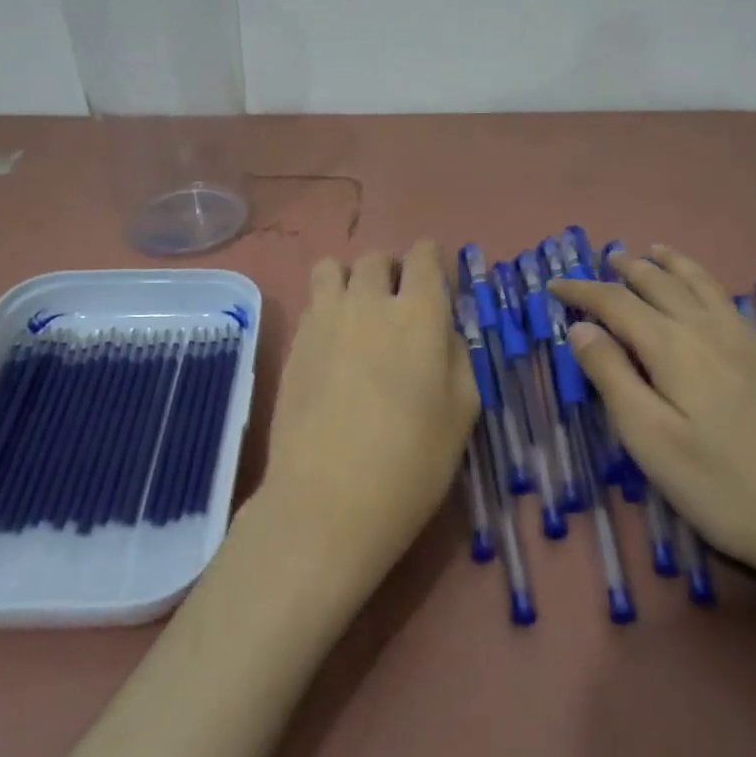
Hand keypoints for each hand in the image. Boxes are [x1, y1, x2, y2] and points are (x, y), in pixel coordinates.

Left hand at [253, 240, 477, 595]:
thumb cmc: (411, 462)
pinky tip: (332, 346)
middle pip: (377, 258)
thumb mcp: (462, 413)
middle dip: (392, 270)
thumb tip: (445, 331)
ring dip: (351, 280)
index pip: (425, 256)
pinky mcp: (294, 341)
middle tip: (398, 306)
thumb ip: (458, 357)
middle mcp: (369, 301)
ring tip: (357, 315)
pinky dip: (326, 308)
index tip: (435, 284)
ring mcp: (324, 318)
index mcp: (419, 313)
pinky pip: (312, 302)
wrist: (327, 500)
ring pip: (334, 268)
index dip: (432, 262)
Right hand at [551, 245, 755, 597]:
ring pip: (701, 285)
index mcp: (673, 347)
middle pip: (660, 284)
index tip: (553, 285)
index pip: (616, 303)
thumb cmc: (723, 487)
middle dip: (627, 269)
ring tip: (653, 251)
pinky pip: (726, 302)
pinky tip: (706, 294)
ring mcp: (745, 344)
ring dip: (671, 265)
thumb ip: (612, 376)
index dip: (582, 290)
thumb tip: (580, 327)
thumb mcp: (650, 439)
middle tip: (603, 260)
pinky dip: (704, 283)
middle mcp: (708, 331)